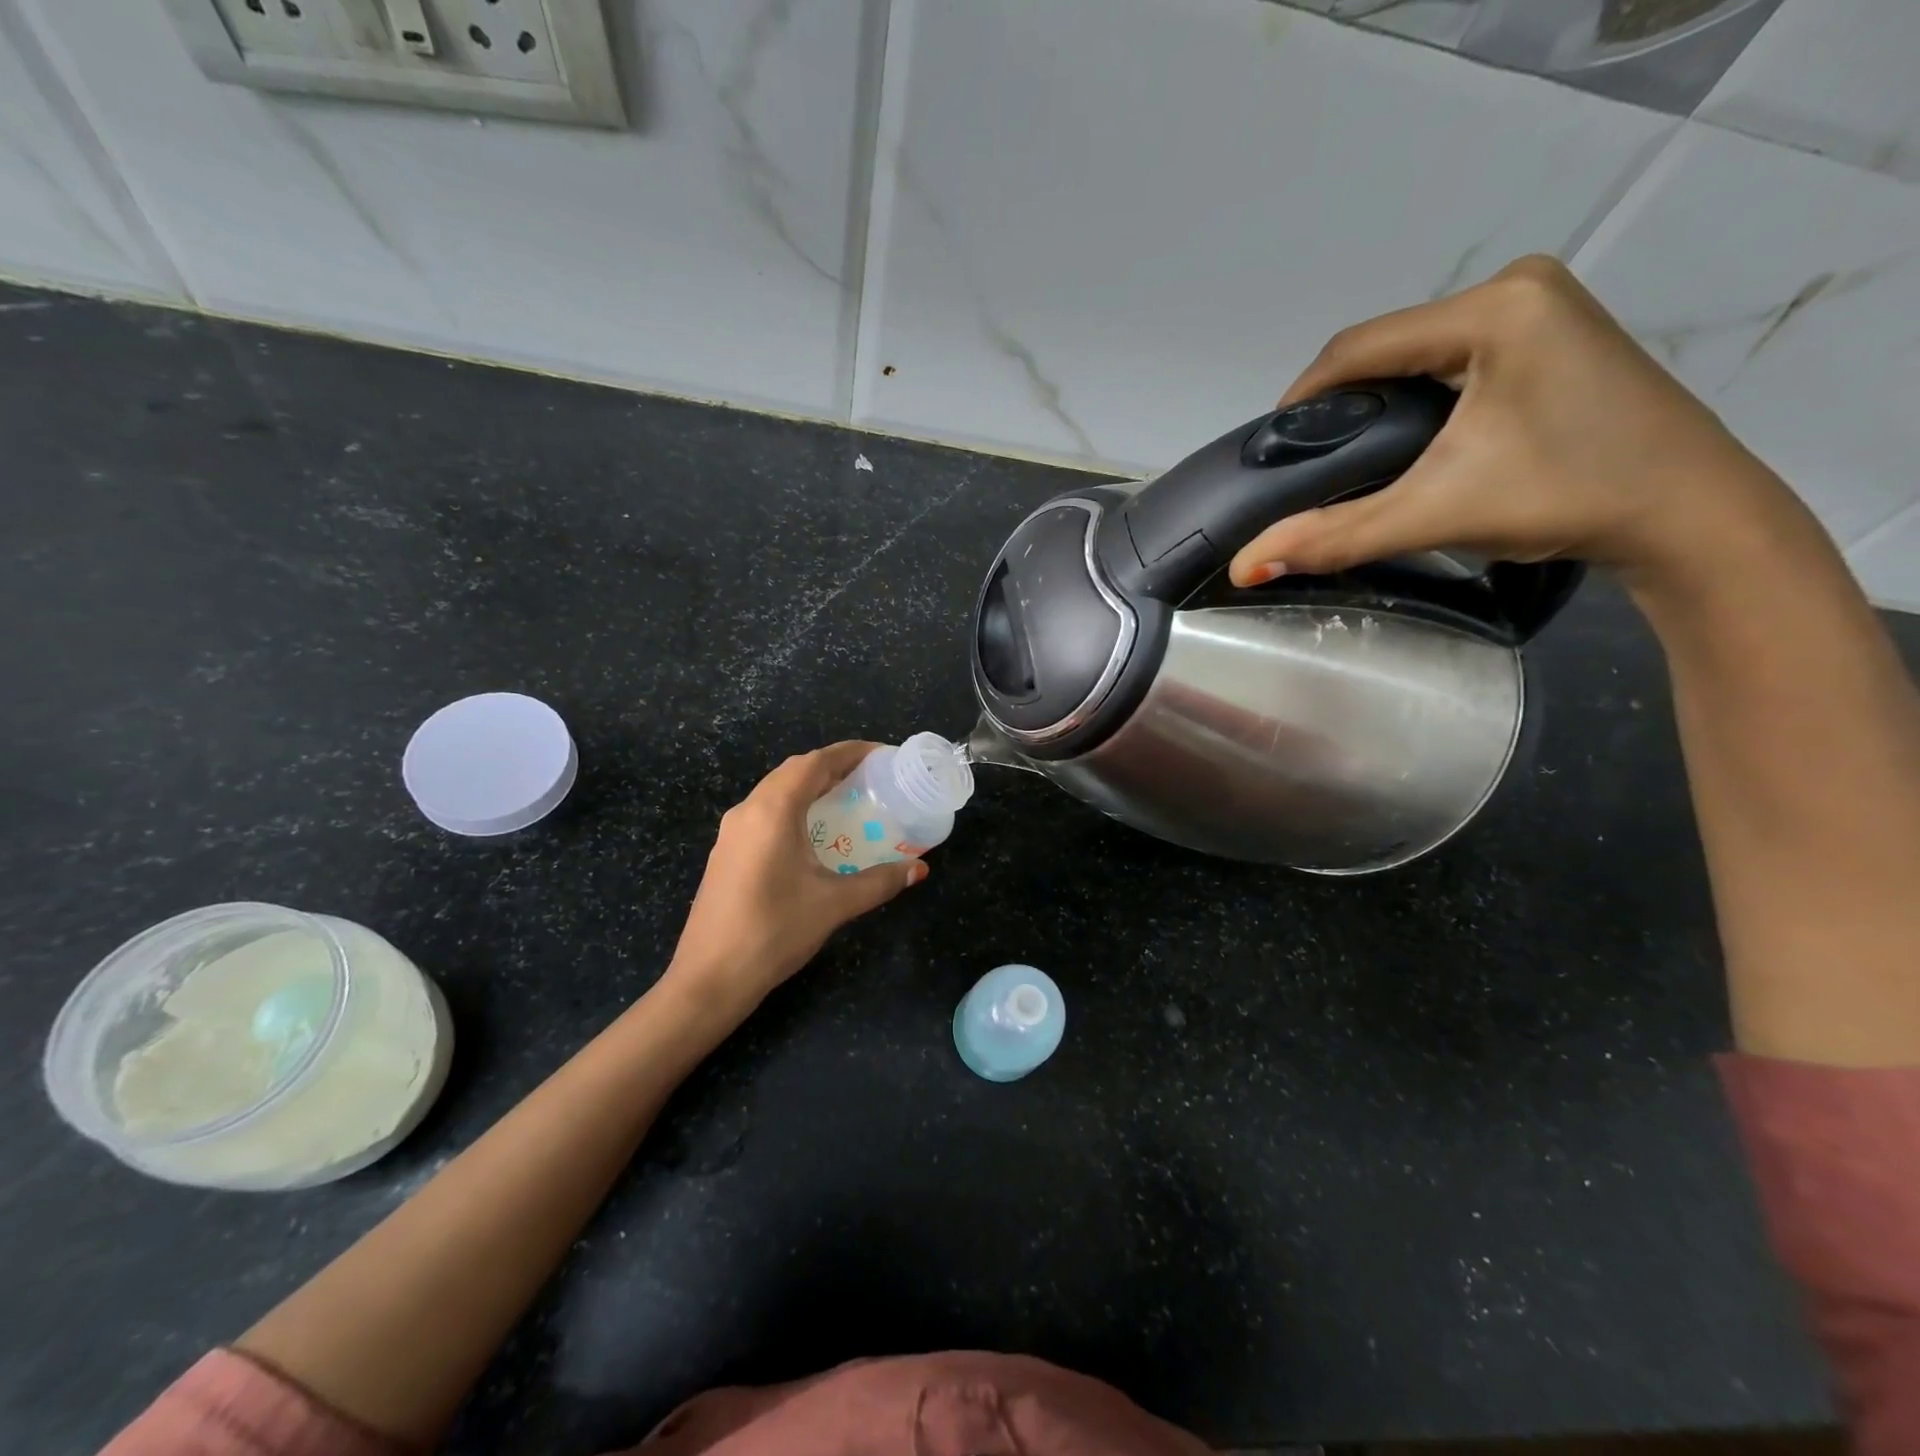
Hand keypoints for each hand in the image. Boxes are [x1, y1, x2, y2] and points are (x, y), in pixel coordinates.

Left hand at [664, 742, 925, 1016]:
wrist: (709, 978)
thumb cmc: (774, 931)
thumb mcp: (835, 904)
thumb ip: (879, 882)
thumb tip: (918, 870)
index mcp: (773, 811)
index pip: (814, 763)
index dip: (849, 752)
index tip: (881, 754)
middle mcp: (748, 811)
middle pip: (793, 771)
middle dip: (831, 766)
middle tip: (869, 776)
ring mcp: (731, 832)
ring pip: (774, 791)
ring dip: (809, 786)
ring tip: (845, 797)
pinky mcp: (726, 853)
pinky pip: (764, 812)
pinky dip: (793, 807)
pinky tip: (811, 832)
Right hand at [1227, 256, 1806, 593]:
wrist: (1687, 514)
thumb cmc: (1564, 499)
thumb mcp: (1434, 514)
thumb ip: (1331, 537)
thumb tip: (1243, 568)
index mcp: (1493, 309)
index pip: (1358, 346)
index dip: (1301, 398)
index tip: (1272, 451)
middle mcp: (1517, 287)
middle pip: (1388, 345)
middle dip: (1340, 402)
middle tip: (1311, 462)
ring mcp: (1543, 304)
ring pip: (1418, 350)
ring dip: (1376, 399)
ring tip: (1352, 457)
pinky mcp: (1555, 330)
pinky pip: (1453, 355)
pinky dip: (1417, 394)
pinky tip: (1410, 438)